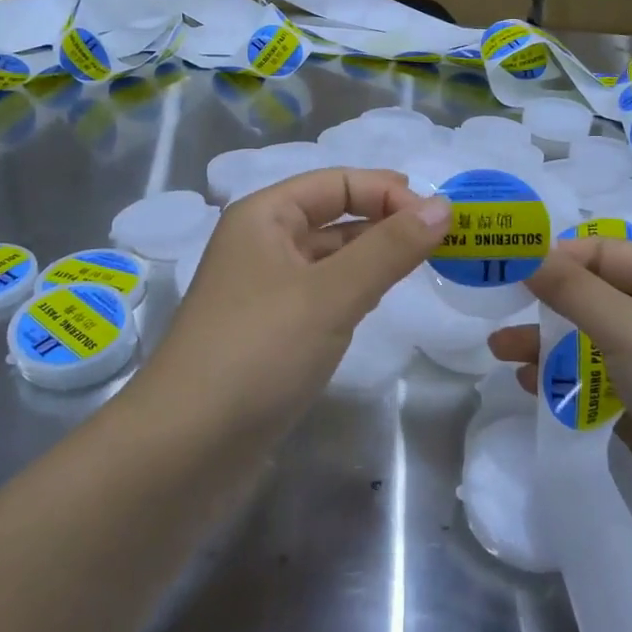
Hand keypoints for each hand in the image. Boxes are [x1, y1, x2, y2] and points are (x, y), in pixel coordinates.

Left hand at [148, 169, 450, 425]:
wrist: (186, 448)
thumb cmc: (259, 351)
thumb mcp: (331, 293)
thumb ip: (390, 248)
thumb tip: (443, 206)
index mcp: (264, 216)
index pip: (338, 182)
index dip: (389, 192)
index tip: (442, 219)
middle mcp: (261, 244)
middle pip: (334, 216)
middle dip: (387, 222)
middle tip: (445, 241)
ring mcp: (264, 291)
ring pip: (330, 259)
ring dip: (373, 257)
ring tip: (426, 266)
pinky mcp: (271, 333)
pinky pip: (322, 296)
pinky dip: (355, 291)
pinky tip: (381, 303)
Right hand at [489, 237, 631, 553]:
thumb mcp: (628, 327)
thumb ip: (571, 289)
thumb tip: (525, 252)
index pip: (600, 252)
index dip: (552, 256)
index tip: (502, 267)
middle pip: (590, 296)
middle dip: (543, 303)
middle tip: (493, 310)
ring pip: (587, 341)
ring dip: (545, 344)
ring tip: (499, 352)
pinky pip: (594, 383)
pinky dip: (563, 381)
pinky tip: (529, 387)